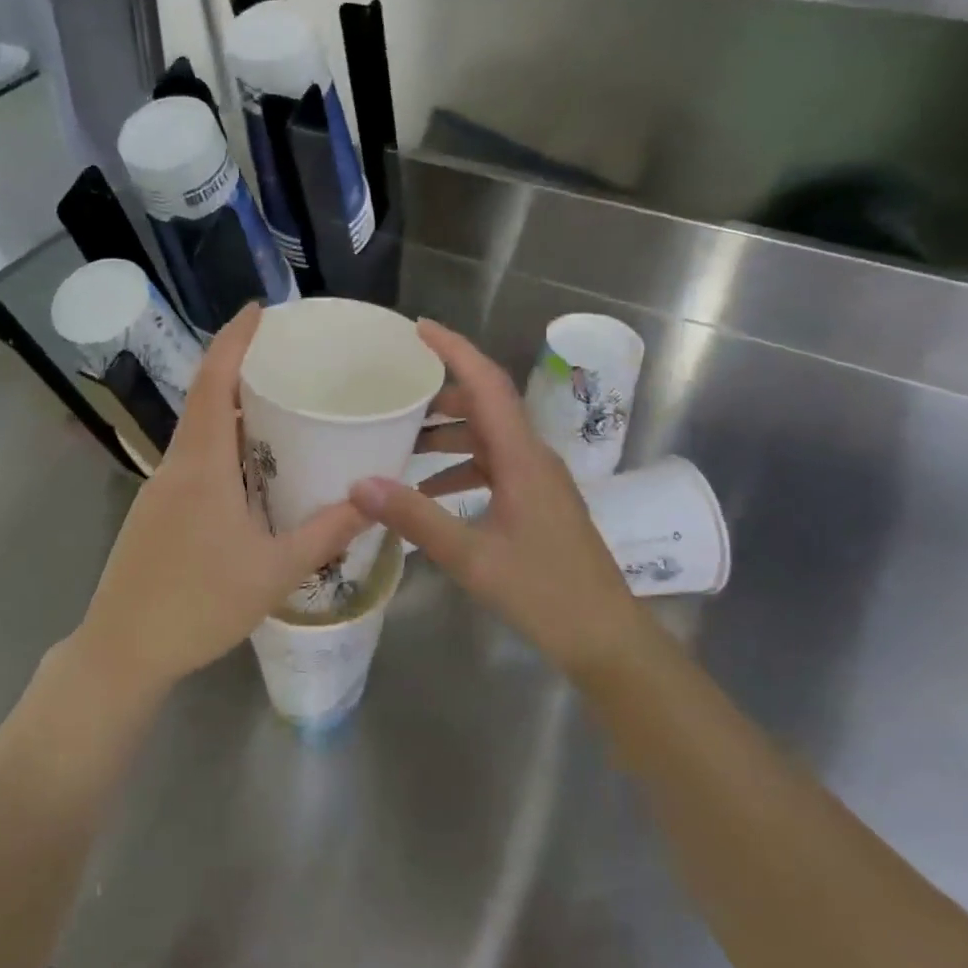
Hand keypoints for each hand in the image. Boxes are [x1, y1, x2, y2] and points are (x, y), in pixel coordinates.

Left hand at [73, 304, 366, 698]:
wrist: (122, 649)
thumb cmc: (198, 605)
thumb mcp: (273, 572)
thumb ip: (324, 533)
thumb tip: (371, 500)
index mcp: (201, 466)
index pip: (212, 383)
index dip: (233, 340)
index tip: (258, 309)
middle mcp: (176, 465)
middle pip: (203, 397)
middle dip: (238, 366)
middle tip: (284, 355)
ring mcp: (160, 488)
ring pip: (197, 430)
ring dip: (229, 407)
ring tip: (275, 403)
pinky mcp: (156, 510)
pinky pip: (192, 458)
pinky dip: (221, 442)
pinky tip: (248, 465)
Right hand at [349, 321, 638, 673]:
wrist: (607, 638)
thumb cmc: (545, 593)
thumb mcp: (472, 557)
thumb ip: (416, 518)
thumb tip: (360, 484)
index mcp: (523, 458)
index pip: (488, 384)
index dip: (455, 350)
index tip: (418, 329)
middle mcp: (533, 458)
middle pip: (486, 406)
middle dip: (441, 396)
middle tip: (395, 396)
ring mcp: (538, 481)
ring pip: (489, 438)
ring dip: (448, 434)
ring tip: (403, 443)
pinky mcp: (537, 502)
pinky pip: (493, 468)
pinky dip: (460, 468)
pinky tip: (430, 492)